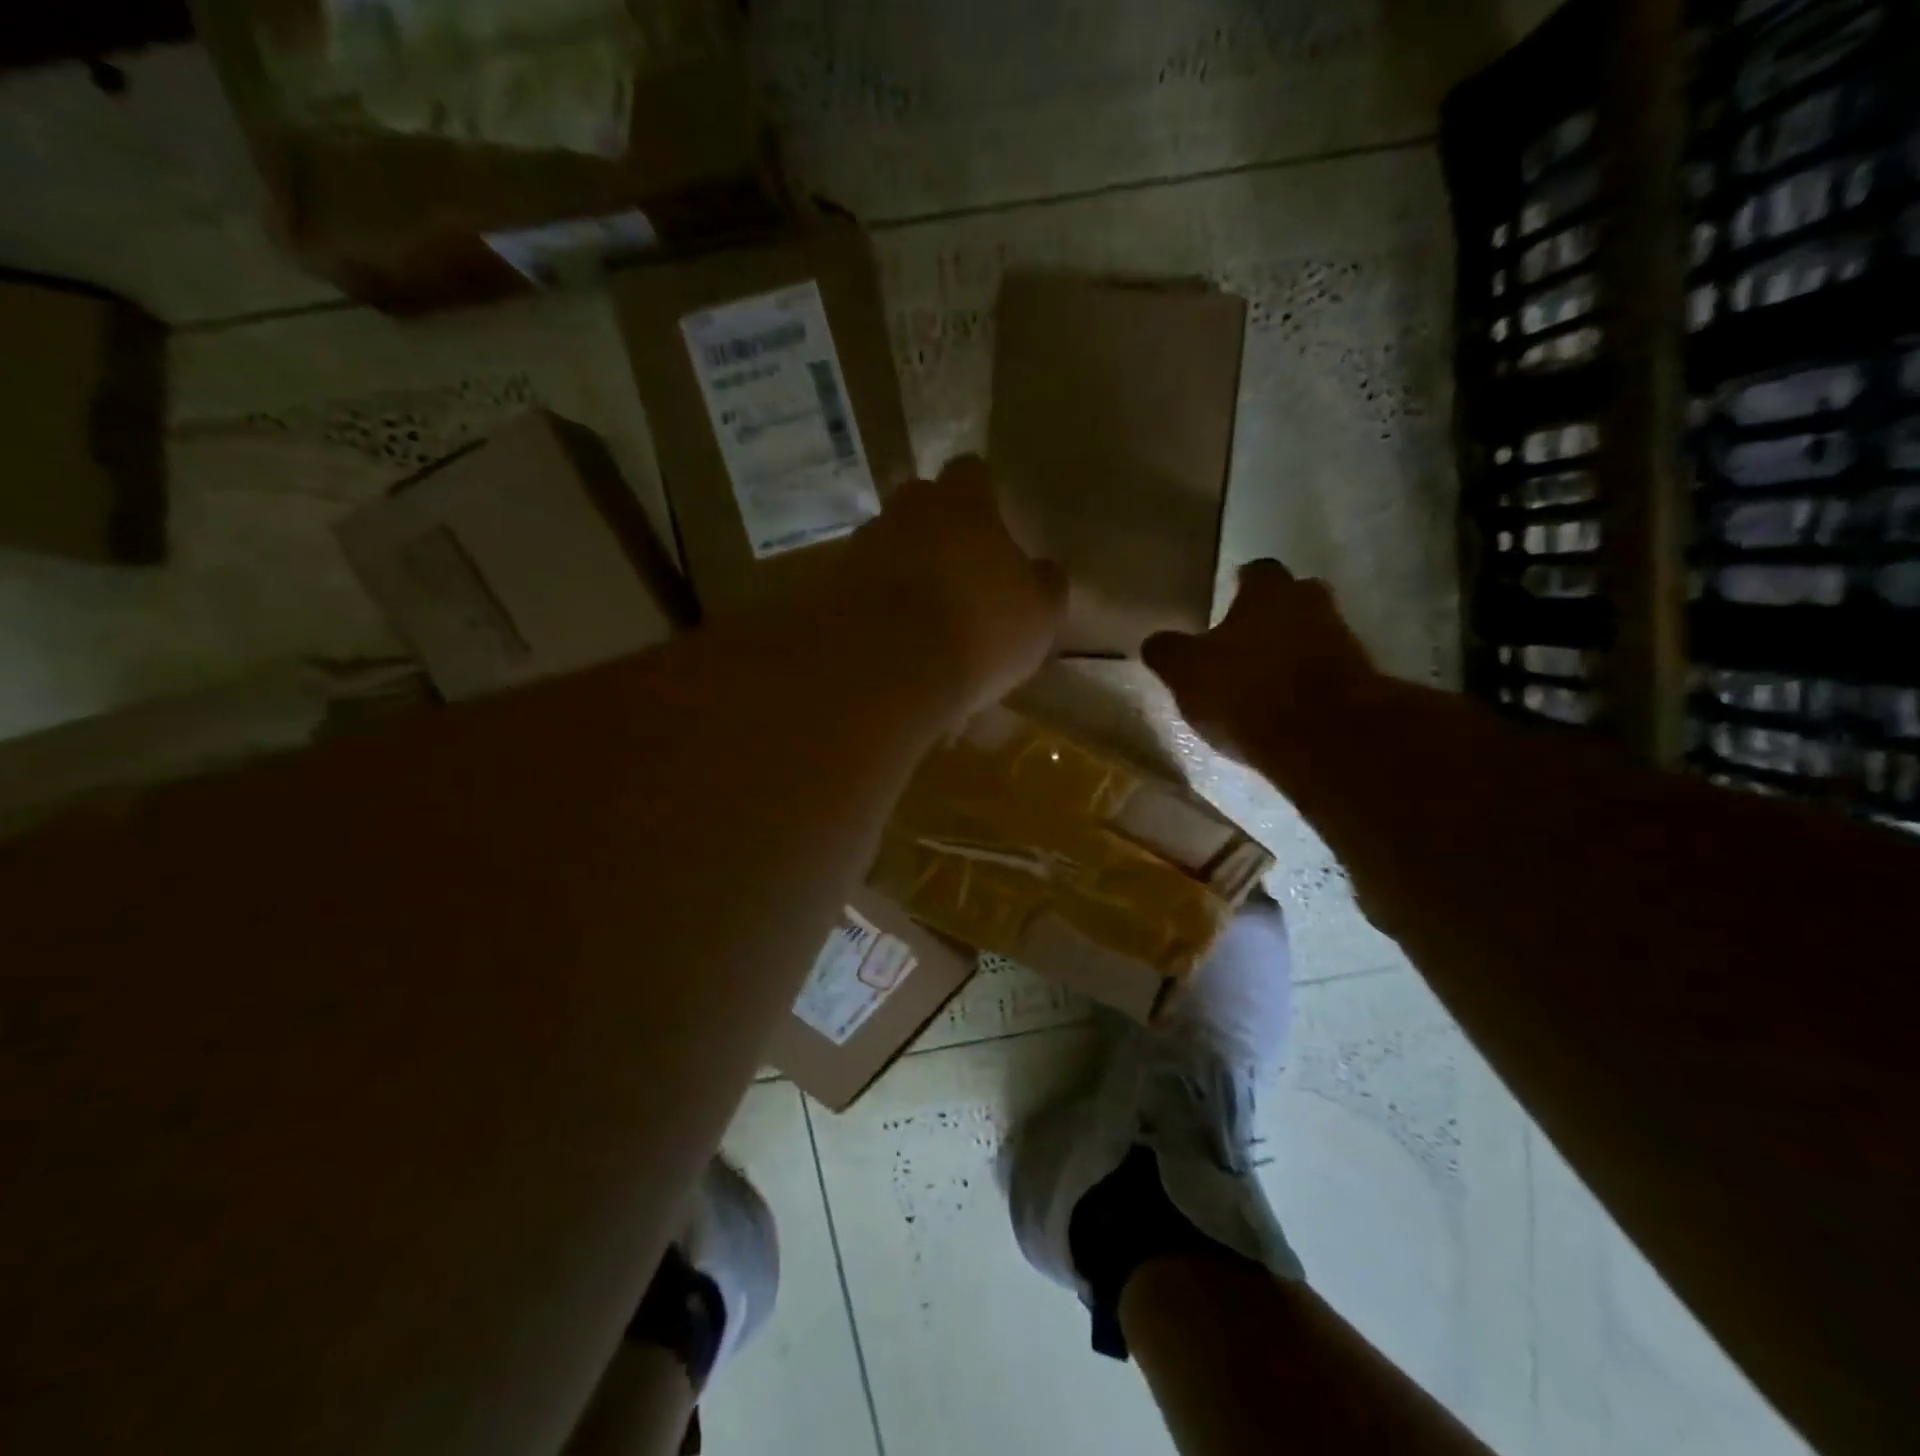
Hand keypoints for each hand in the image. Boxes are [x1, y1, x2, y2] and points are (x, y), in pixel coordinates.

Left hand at [834, 456, 1067, 714]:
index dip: (982, 495)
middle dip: (935, 528)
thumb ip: (1044, 584)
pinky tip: (889, 638)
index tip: (991, 523)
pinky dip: (873, 602)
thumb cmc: (980, 629)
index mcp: (962, 504)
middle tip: (954, 568)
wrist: (889, 669)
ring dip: (901, 567)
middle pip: (920, 504)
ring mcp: (861, 546)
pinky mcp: (829, 586)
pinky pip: (860, 585)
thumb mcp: (1038, 614)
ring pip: (887, 544)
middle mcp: (906, 512)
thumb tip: (1043, 570)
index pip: (972, 472)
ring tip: (918, 613)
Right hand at [1142, 560, 1377, 762]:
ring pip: (1312, 636)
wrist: (1327, 737)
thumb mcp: (1186, 672)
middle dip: (1272, 614)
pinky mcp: (1360, 684)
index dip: (1242, 582)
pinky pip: (1325, 674)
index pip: (1257, 571)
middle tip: (1245, 636)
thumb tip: (1154, 642)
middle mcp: (1312, 606)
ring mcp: (1343, 644)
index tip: (1229, 594)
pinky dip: (1305, 685)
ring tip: (1260, 678)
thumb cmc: (1247, 689)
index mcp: (1269, 592)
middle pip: (1293, 599)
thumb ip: (1168, 652)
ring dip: (1290, 652)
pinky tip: (1283, 707)